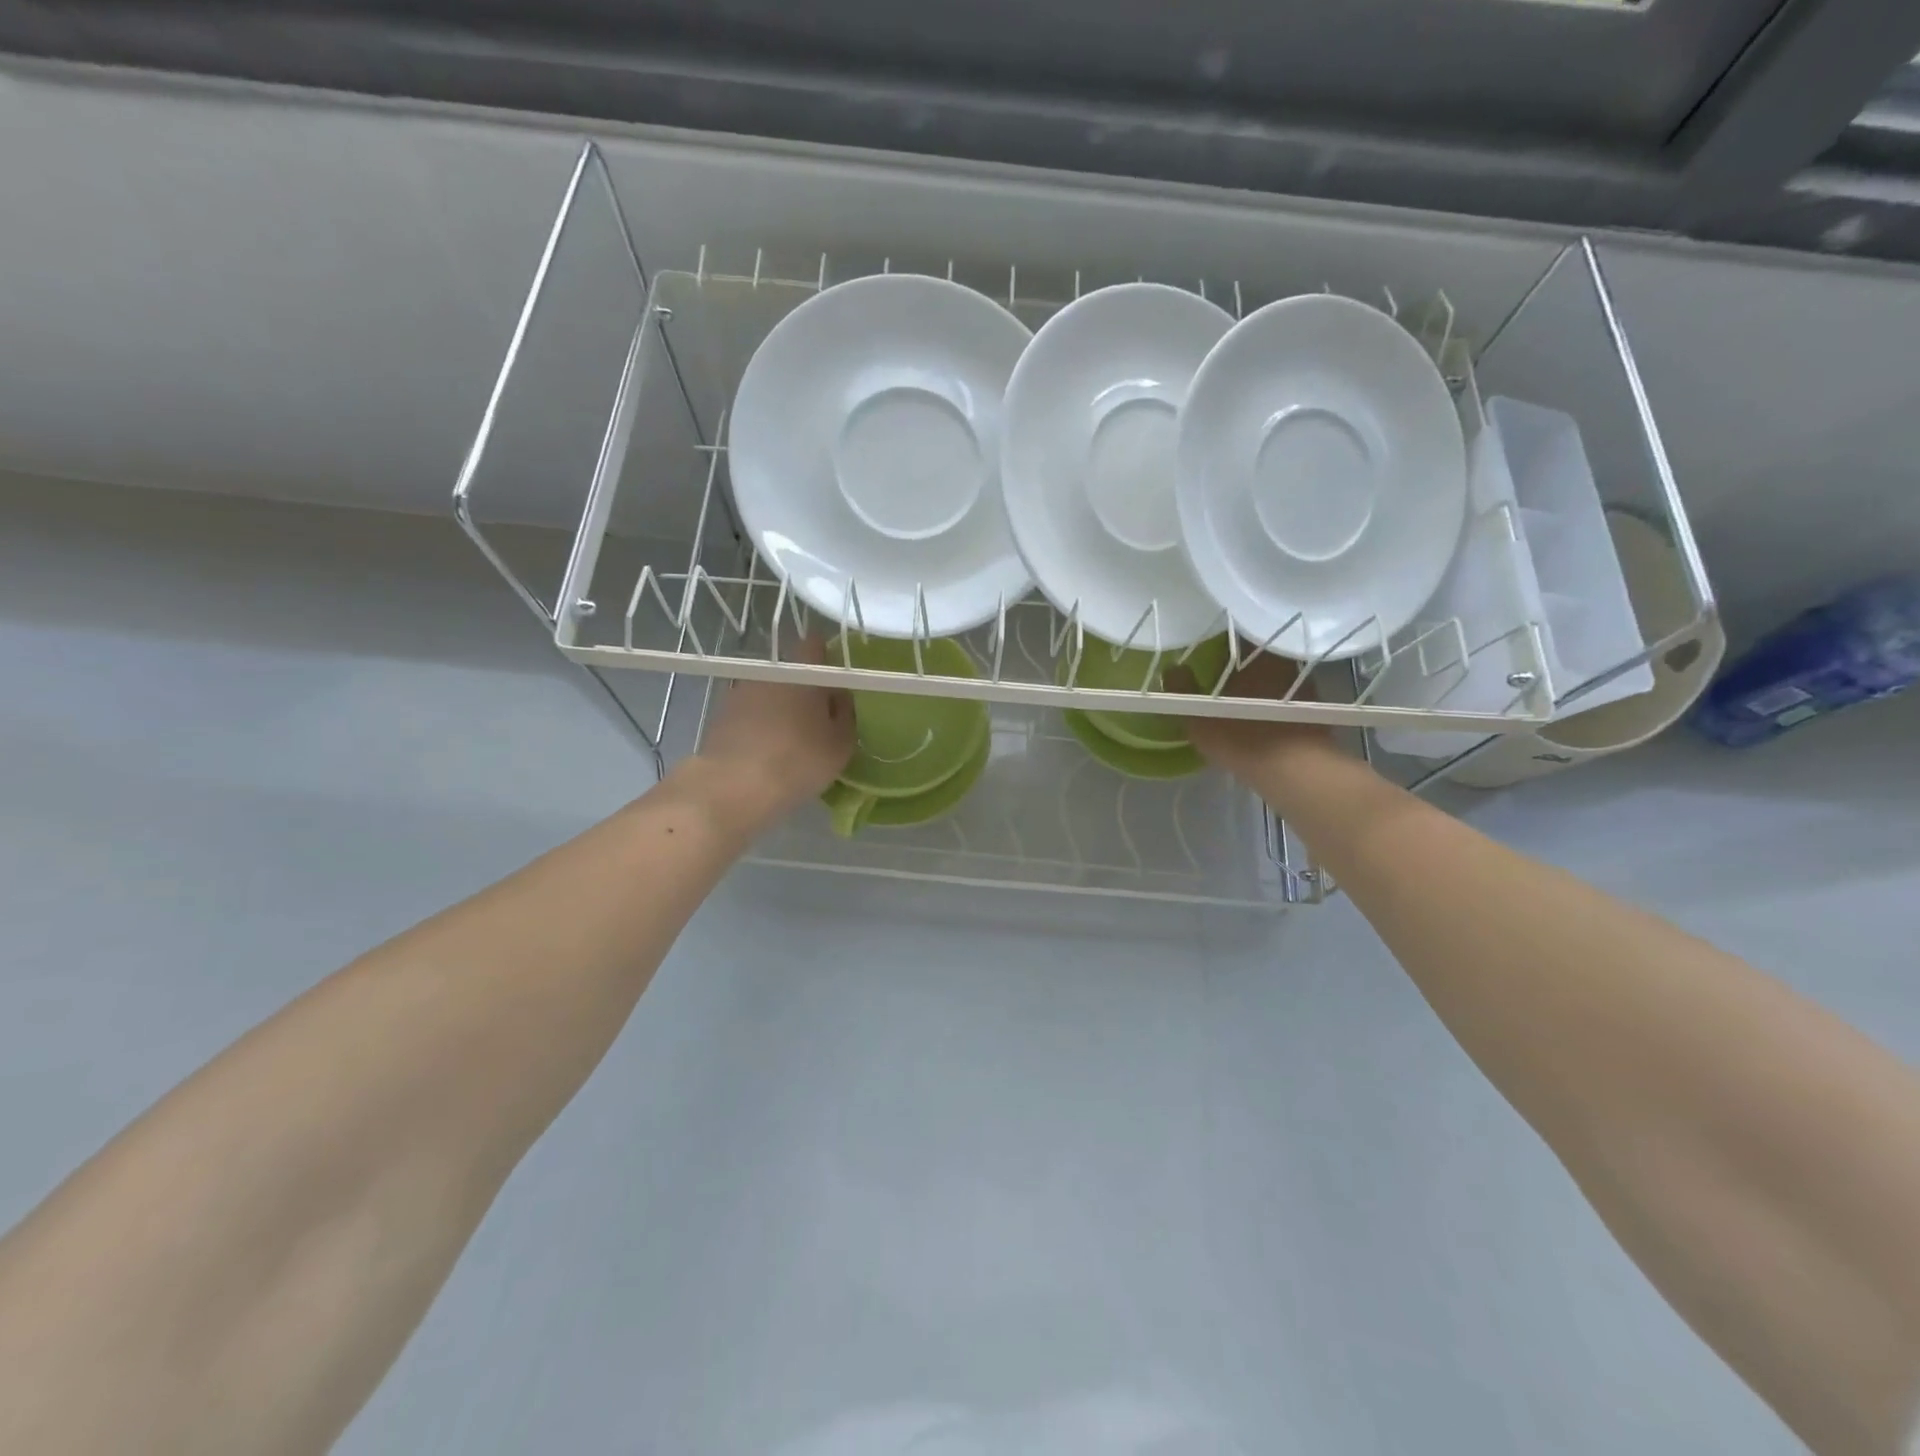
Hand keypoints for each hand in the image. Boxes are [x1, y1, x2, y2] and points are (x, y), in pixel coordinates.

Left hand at [684, 640, 854, 830]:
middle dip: (804, 690)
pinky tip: (765, 754)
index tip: (835, 679)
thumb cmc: (798, 761)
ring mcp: (739, 694)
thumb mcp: (841, 743)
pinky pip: (748, 716)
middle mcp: (768, 675)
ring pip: (768, 695)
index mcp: (802, 673)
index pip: (815, 645)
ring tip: (789, 742)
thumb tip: (839, 696)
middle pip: (791, 673)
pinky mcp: (720, 718)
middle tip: (818, 720)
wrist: (733, 787)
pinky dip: (758, 727)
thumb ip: (845, 713)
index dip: (826, 657)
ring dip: (779, 710)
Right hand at [1178, 652, 1340, 790]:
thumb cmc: (1242, 737)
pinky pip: (1283, 696)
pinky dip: (1270, 701)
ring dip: (1256, 682)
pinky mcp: (1312, 707)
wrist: (1296, 771)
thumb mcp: (1198, 716)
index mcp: (1255, 653)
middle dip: (1238, 662)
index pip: (1236, 634)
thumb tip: (1172, 668)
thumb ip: (1181, 689)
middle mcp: (1282, 660)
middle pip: (1255, 654)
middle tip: (1217, 673)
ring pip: (1271, 675)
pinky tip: (1257, 715)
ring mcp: (1302, 684)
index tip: (1205, 648)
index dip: (1219, 639)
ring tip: (1236, 695)